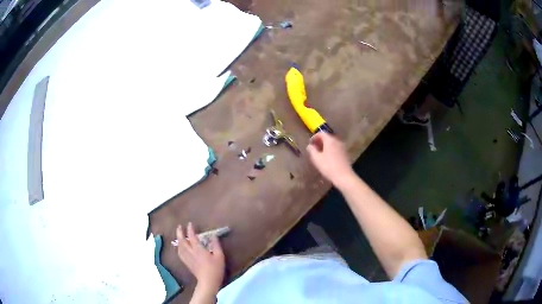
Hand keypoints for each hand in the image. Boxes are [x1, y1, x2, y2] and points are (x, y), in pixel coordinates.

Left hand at [176, 223, 224, 294]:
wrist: (208, 281)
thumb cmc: (215, 269)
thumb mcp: (220, 256)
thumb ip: (216, 245)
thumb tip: (213, 236)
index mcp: (198, 249)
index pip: (192, 237)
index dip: (190, 229)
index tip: (190, 223)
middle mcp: (191, 252)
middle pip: (182, 241)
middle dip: (180, 233)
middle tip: (179, 226)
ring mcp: (188, 258)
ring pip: (179, 247)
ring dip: (178, 239)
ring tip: (178, 235)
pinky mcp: (187, 263)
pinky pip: (180, 254)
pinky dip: (179, 248)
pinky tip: (180, 248)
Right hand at [306, 132, 354, 187]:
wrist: (344, 176)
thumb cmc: (328, 167)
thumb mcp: (316, 159)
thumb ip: (312, 150)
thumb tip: (310, 146)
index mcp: (330, 140)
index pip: (321, 133)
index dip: (314, 137)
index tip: (310, 143)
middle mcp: (337, 141)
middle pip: (327, 137)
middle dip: (320, 141)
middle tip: (314, 148)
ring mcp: (342, 147)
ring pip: (332, 142)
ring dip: (325, 145)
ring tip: (320, 153)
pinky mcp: (345, 153)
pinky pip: (336, 147)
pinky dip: (331, 149)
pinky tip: (328, 157)